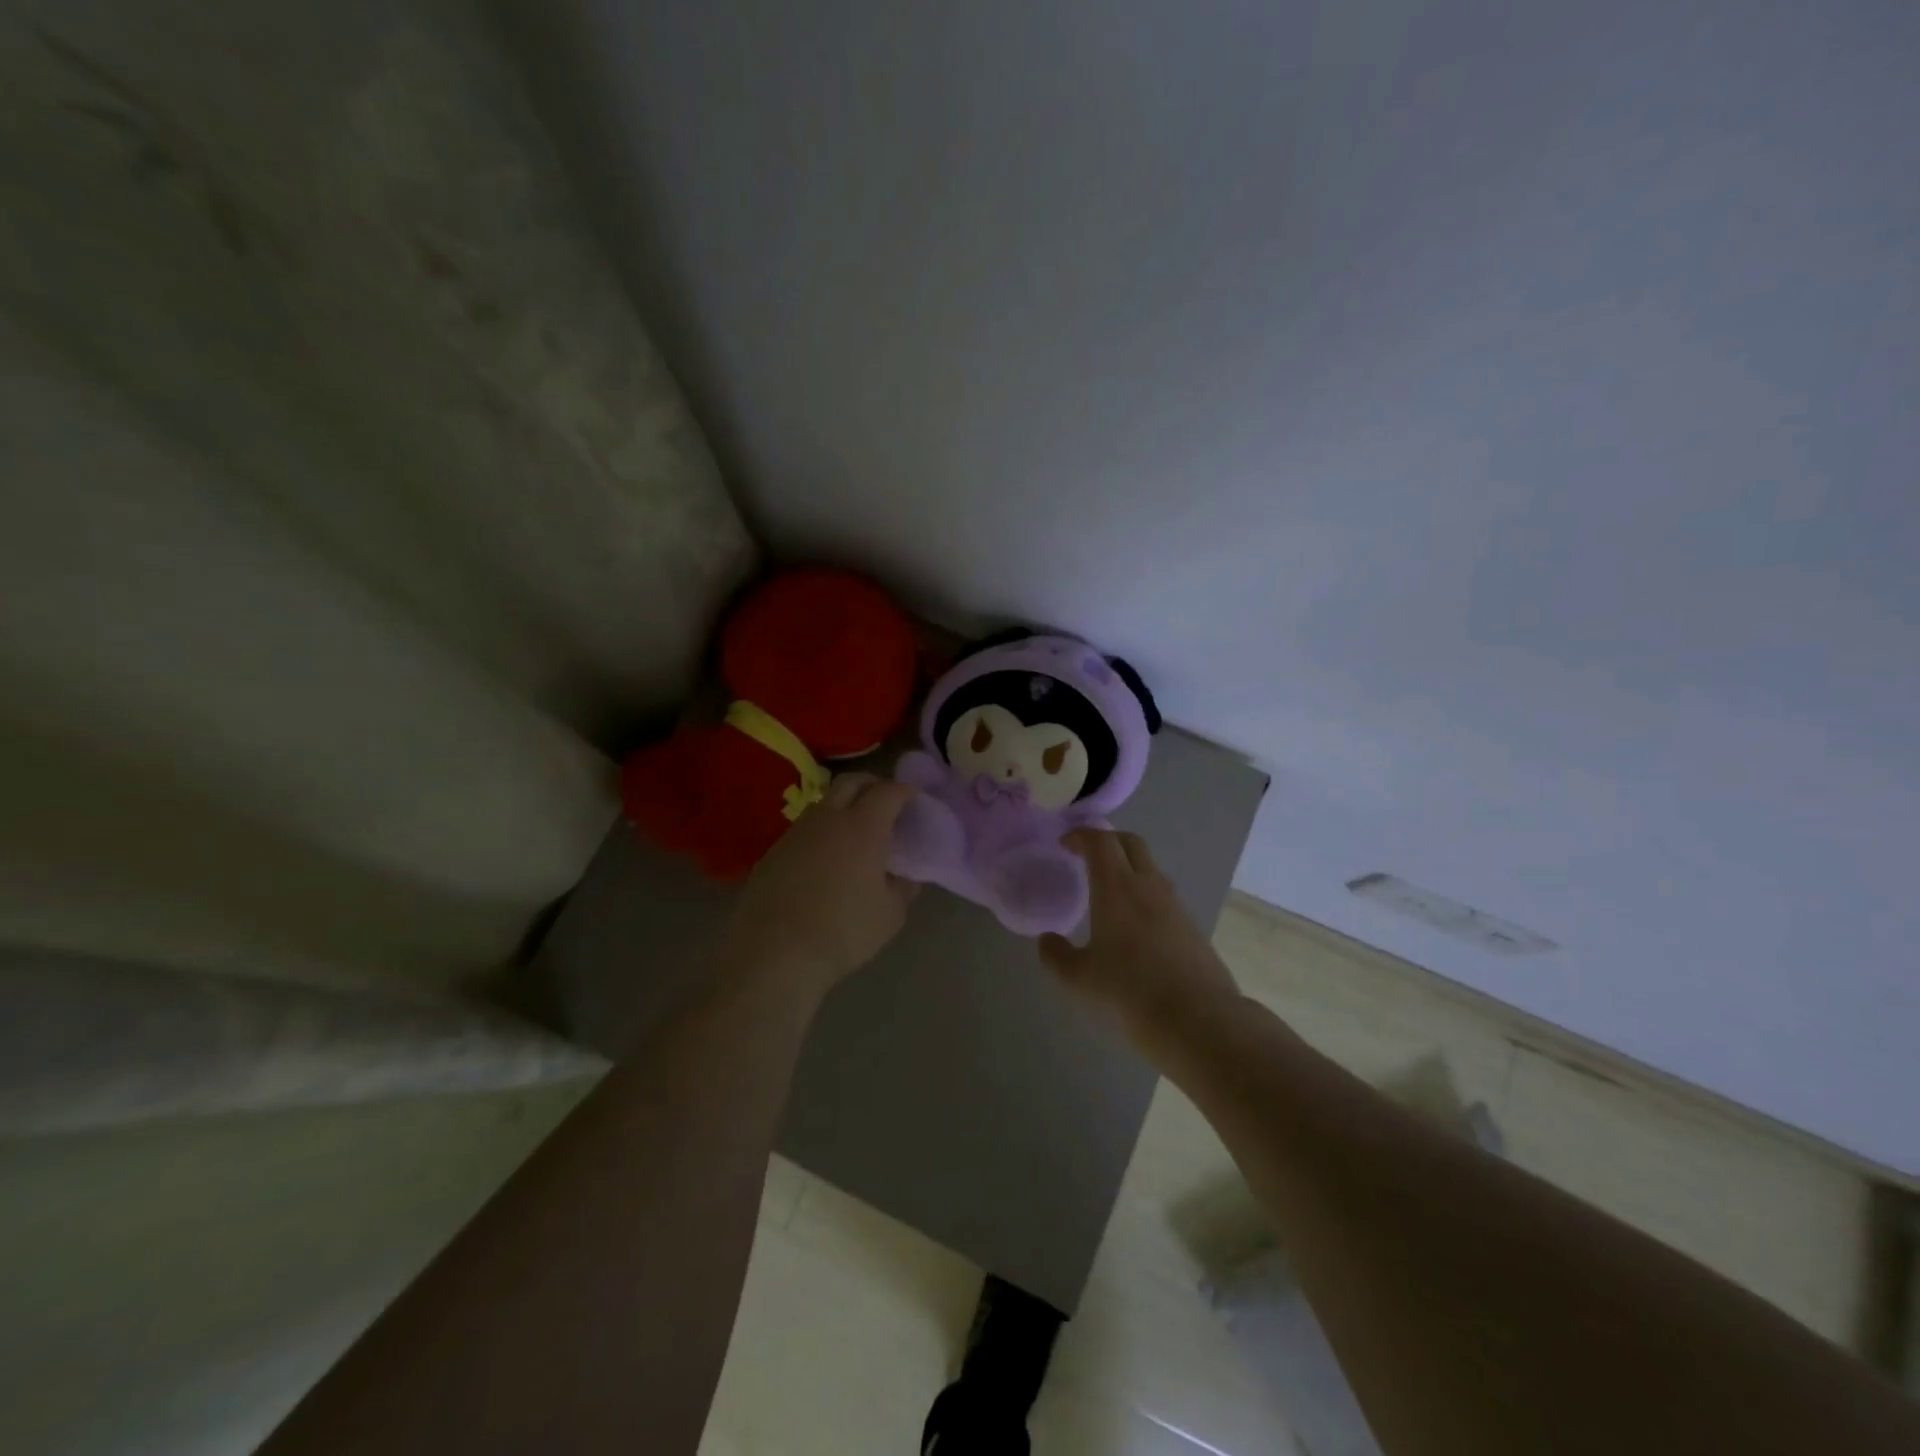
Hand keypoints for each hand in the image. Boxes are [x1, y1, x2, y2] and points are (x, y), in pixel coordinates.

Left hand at [720, 772, 918, 998]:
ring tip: (856, 828)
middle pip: (851, 782)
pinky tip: (826, 856)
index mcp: (863, 827)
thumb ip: (903, 888)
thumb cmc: (843, 932)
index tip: (914, 795)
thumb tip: (905, 876)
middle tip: (886, 799)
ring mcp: (797, 832)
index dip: (905, 789)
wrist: (775, 953)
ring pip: (825, 803)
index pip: (888, 791)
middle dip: (872, 783)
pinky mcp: (774, 851)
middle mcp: (829, 818)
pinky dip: (823, 830)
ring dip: (844, 805)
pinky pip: (805, 828)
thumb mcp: (890, 915)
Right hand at [1039, 830, 1239, 1053]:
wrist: (1198, 1020)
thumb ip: (1056, 956)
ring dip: (1128, 867)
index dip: (1081, 835)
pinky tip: (1134, 925)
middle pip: (1130, 843)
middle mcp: (1148, 885)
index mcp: (1117, 887)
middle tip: (1086, 856)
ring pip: (1150, 868)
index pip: (1100, 840)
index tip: (1064, 844)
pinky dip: (1144, 894)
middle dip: (1107, 841)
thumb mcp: (1079, 979)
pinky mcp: (1192, 926)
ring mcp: (1175, 905)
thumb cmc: (1129, 992)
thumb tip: (1048, 940)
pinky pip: (1163, 895)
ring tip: (1108, 892)